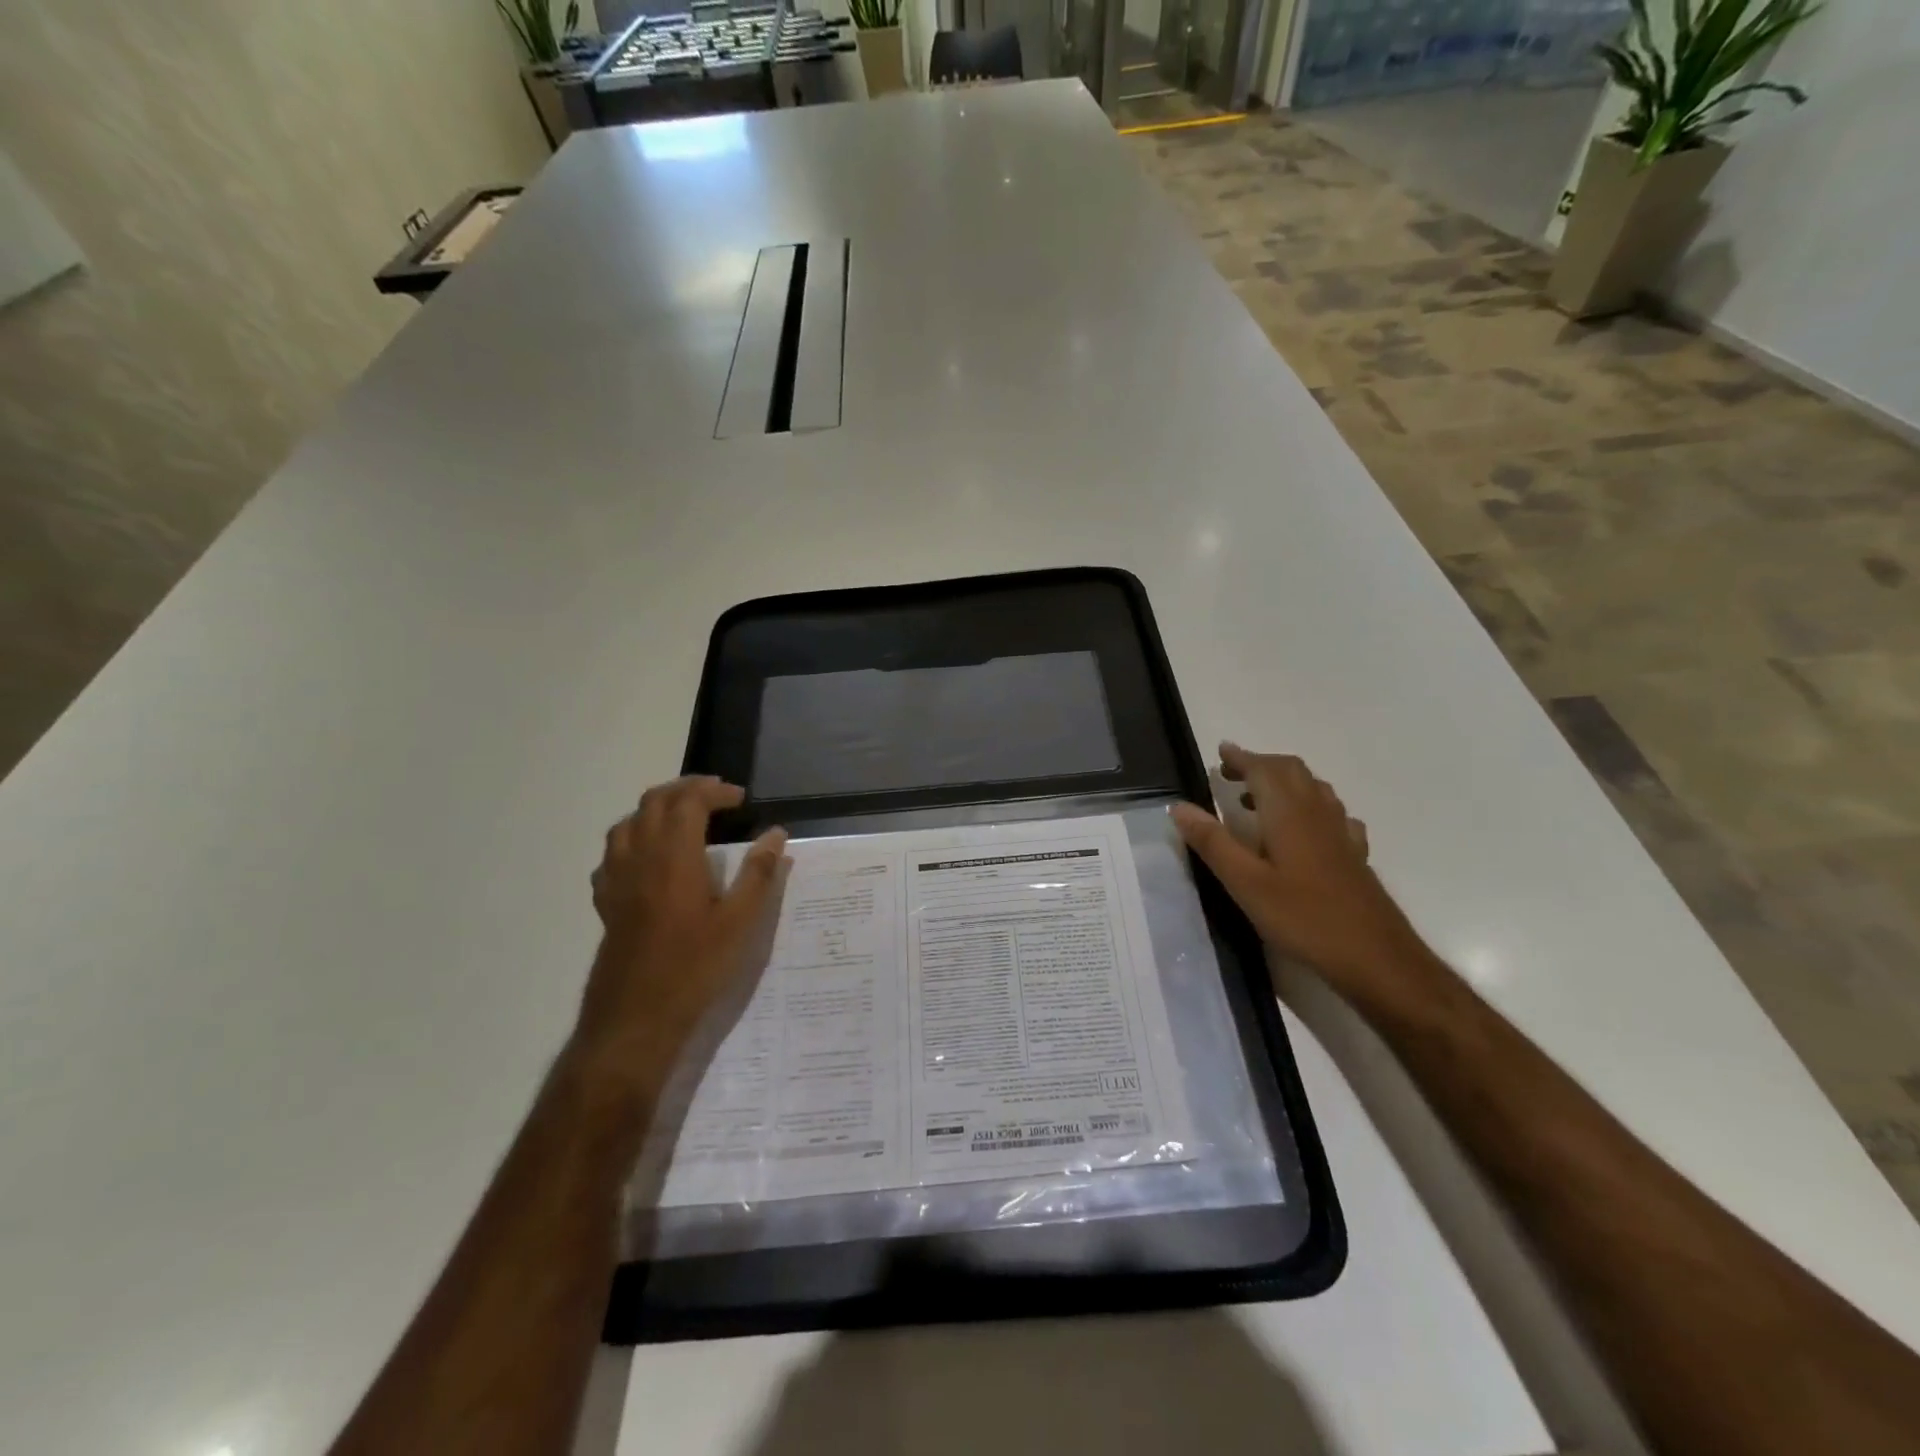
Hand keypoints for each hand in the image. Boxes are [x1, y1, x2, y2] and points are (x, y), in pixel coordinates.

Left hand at [569, 776, 788, 1101]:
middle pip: (654, 802)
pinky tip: (648, 859)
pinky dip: (633, 840)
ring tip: (683, 818)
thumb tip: (776, 834)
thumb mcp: (739, 923)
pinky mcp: (606, 903)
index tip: (740, 798)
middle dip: (685, 789)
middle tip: (716, 797)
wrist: (634, 1020)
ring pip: (628, 823)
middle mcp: (640, 858)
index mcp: (674, 857)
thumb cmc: (693, 968)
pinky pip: (612, 855)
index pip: (688, 801)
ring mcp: (617, 880)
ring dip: (656, 809)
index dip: (714, 791)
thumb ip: (758, 874)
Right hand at [1171, 744, 1429, 998]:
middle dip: (1261, 765)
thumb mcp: (1245, 883)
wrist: (1376, 957)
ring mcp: (1341, 833)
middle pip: (1292, 771)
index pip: (1264, 769)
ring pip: (1314, 789)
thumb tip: (1179, 806)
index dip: (1241, 758)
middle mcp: (1318, 813)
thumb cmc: (1304, 918)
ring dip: (1284, 782)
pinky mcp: (1354, 854)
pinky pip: (1331, 814)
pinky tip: (1303, 829)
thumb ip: (1212, 842)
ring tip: (1257, 798)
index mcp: (1289, 813)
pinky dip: (1309, 806)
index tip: (1220, 752)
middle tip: (1232, 774)